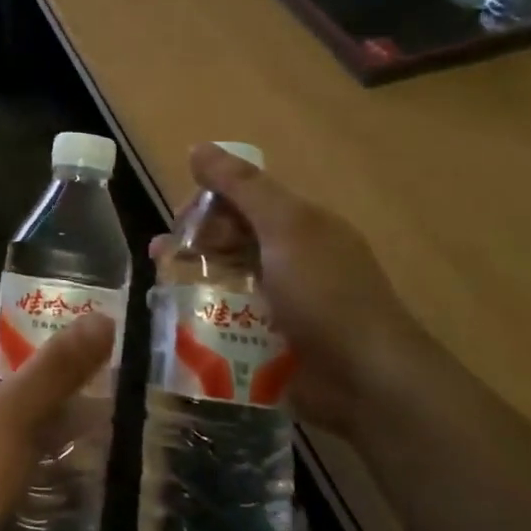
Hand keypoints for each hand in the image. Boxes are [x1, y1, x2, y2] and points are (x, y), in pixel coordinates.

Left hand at [0, 311, 113, 530]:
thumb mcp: (17, 411)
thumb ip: (58, 366)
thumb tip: (102, 319)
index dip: (35, 319)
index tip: (79, 329)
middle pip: (9, 367)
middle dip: (53, 372)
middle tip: (100, 380)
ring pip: (13, 411)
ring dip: (50, 414)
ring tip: (98, 423)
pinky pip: (9, 449)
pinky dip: (38, 450)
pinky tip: (70, 468)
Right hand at [158, 143, 430, 436]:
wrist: (369, 383)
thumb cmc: (325, 295)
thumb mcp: (285, 228)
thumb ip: (242, 187)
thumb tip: (198, 148)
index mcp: (301, 225)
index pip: (244, 198)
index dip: (208, 201)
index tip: (179, 219)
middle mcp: (292, 257)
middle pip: (232, 237)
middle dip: (194, 241)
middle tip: (161, 257)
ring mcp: (285, 302)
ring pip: (228, 278)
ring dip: (193, 278)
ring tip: (162, 291)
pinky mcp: (276, 341)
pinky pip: (232, 318)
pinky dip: (206, 315)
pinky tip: (182, 323)